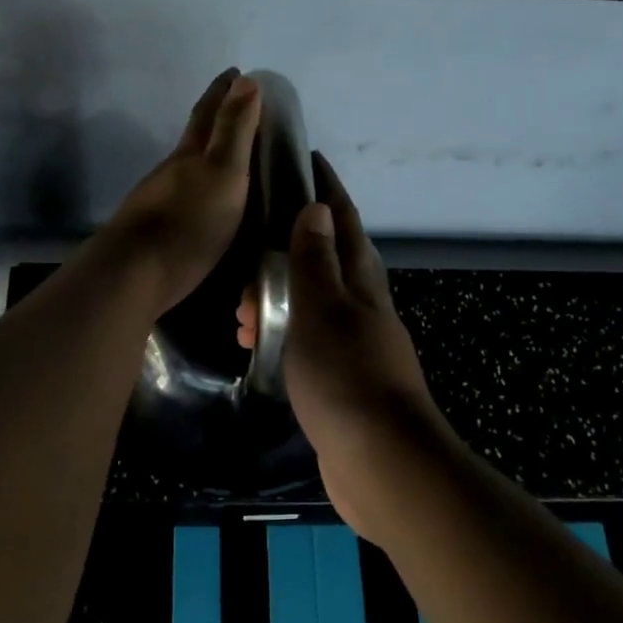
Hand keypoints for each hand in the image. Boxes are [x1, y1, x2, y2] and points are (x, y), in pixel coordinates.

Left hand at [100, 70, 262, 318]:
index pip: (208, 112)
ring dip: (208, 158)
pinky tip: (209, 205)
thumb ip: (234, 130)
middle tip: (238, 109)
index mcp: (190, 154)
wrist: (135, 274)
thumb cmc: (188, 222)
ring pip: (187, 170)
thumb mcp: (223, 172)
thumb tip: (246, 79)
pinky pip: (186, 199)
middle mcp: (172, 172)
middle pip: (194, 138)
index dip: (222, 91)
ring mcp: (160, 202)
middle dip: (214, 119)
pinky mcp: (157, 232)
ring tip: (232, 160)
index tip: (236, 72)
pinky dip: (202, 191)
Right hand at [237, 153, 445, 537]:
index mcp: (361, 283)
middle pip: (326, 262)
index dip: (326, 189)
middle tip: (246, 255)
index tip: (307, 160)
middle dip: (288, 249)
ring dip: (277, 299)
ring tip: (240, 311)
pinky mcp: (342, 381)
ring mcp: (354, 346)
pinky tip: (258, 345)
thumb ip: (316, 261)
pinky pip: (306, 342)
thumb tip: (316, 207)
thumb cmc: (347, 377)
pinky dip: (281, 334)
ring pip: (311, 305)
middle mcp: (362, 308)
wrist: (382, 462)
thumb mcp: (323, 310)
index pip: (343, 221)